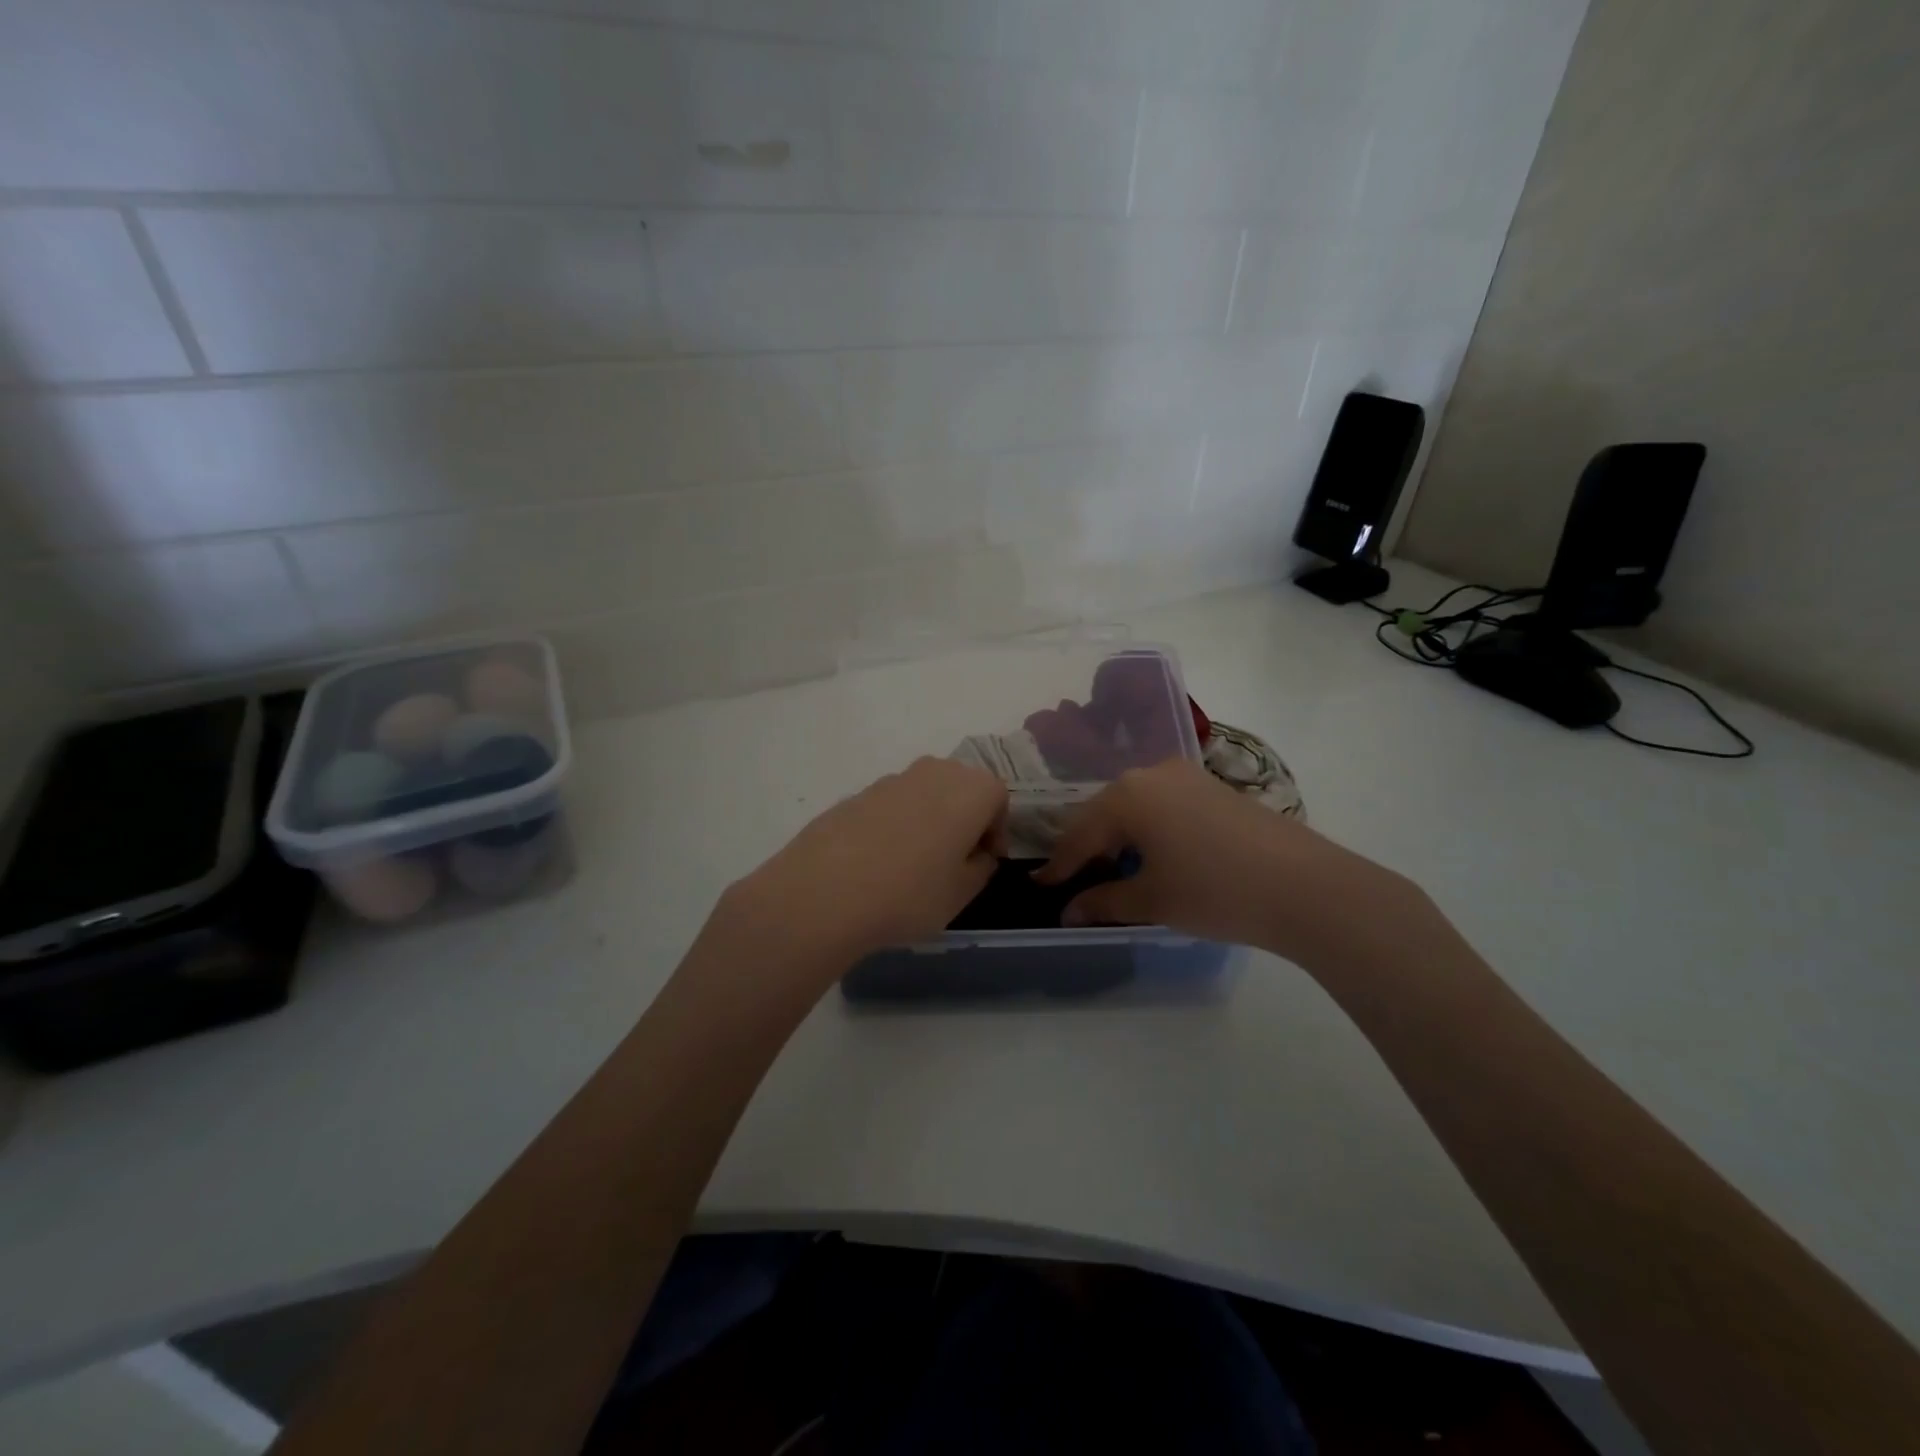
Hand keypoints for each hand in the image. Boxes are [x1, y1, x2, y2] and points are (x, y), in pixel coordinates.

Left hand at [717, 758, 1007, 972]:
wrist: (823, 893)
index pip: (998, 799)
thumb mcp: (962, 893)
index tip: (984, 861)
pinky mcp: (856, 794)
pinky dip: (895, 825)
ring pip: (925, 794)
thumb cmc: (909, 894)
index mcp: (970, 789)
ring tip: (913, 865)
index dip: (996, 831)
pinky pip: (891, 805)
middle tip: (954, 861)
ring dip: (929, 820)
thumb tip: (978, 853)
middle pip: (961, 788)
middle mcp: (933, 772)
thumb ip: (981, 867)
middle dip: (964, 819)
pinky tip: (878, 864)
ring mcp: (891, 780)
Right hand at [1035, 759, 1415, 963]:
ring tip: (1113, 870)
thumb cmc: (1215, 892)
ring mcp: (1186, 776)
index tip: (1040, 886)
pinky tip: (1154, 855)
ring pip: (1135, 805)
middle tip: (1074, 880)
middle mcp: (1151, 773)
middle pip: (1104, 812)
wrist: (1306, 886)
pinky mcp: (1213, 787)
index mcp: (1127, 795)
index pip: (1079, 834)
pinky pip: (1163, 804)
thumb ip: (1103, 902)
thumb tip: (1068, 911)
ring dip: (1119, 837)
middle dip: (1087, 847)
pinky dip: (1148, 829)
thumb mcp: (1152, 901)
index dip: (1059, 866)